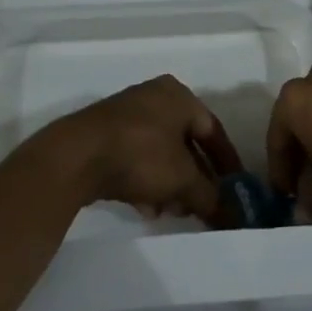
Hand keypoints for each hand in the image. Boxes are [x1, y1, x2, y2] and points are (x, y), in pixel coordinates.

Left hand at [43, 76, 242, 224]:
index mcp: (179, 95)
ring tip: (174, 212)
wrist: (75, 156)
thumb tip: (231, 215)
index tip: (236, 188)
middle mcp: (155, 97)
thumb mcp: (182, 178)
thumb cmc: (141, 154)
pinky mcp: (104, 135)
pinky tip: (147, 208)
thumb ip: (210, 196)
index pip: (213, 130)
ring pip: (160, 152)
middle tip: (204, 204)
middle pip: (186, 142)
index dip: (227, 162)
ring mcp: (127, 114)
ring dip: (171, 183)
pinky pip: (137, 158)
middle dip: (196, 178)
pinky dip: (147, 181)